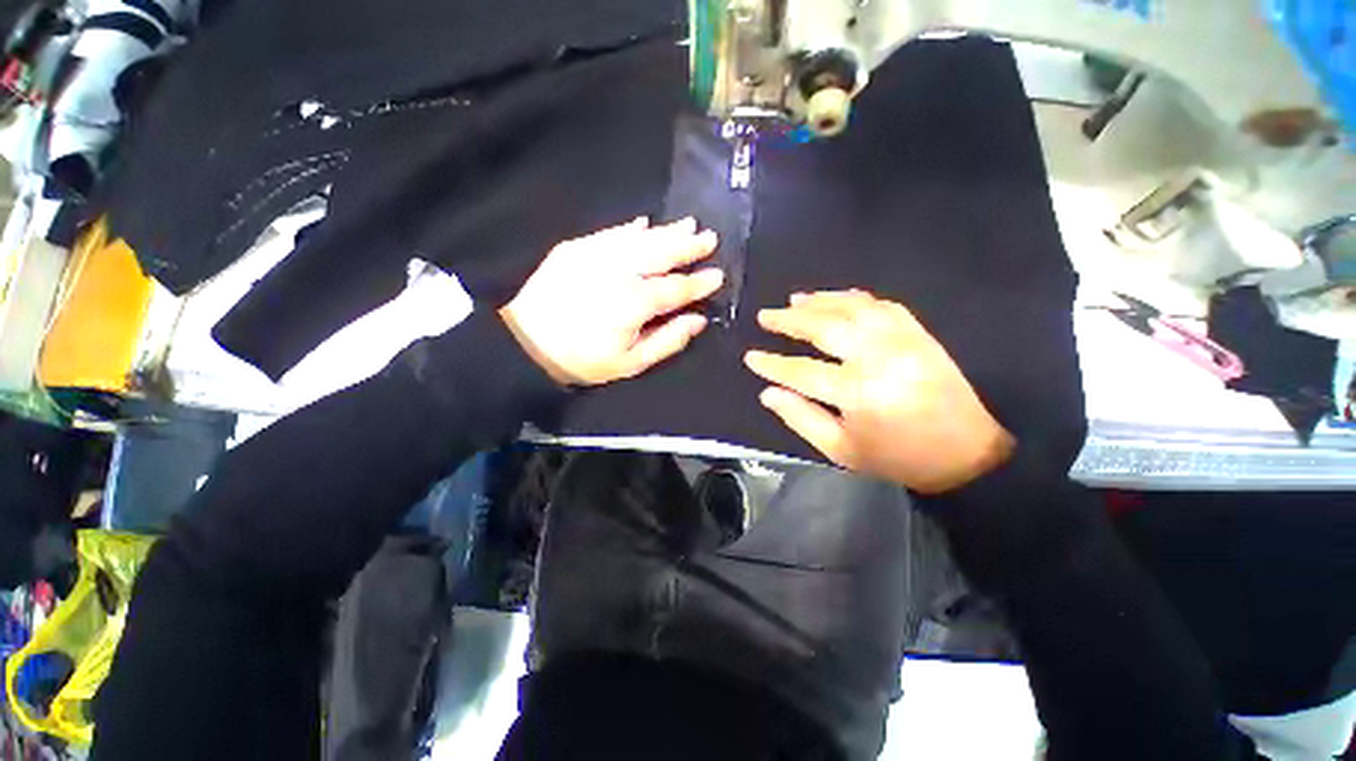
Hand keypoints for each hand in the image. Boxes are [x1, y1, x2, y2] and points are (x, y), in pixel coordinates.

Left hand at [501, 217, 723, 385]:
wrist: (528, 343)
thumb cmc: (585, 360)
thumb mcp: (632, 363)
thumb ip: (668, 340)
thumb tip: (698, 320)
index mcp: (634, 303)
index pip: (676, 288)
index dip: (698, 282)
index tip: (718, 275)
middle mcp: (618, 272)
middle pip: (661, 253)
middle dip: (688, 246)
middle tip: (709, 238)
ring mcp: (595, 255)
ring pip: (639, 238)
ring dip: (666, 232)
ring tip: (688, 225)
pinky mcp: (576, 249)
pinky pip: (610, 233)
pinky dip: (630, 228)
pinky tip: (644, 223)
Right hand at [745, 290, 1013, 493]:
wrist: (966, 453)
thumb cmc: (897, 458)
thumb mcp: (841, 451)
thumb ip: (801, 418)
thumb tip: (768, 393)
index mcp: (857, 393)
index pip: (802, 371)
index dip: (773, 364)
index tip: (751, 356)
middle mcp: (878, 358)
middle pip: (825, 328)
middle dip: (789, 321)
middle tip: (765, 316)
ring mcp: (902, 341)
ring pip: (853, 308)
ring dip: (819, 301)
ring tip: (793, 300)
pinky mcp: (919, 334)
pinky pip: (883, 305)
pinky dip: (855, 298)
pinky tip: (837, 298)